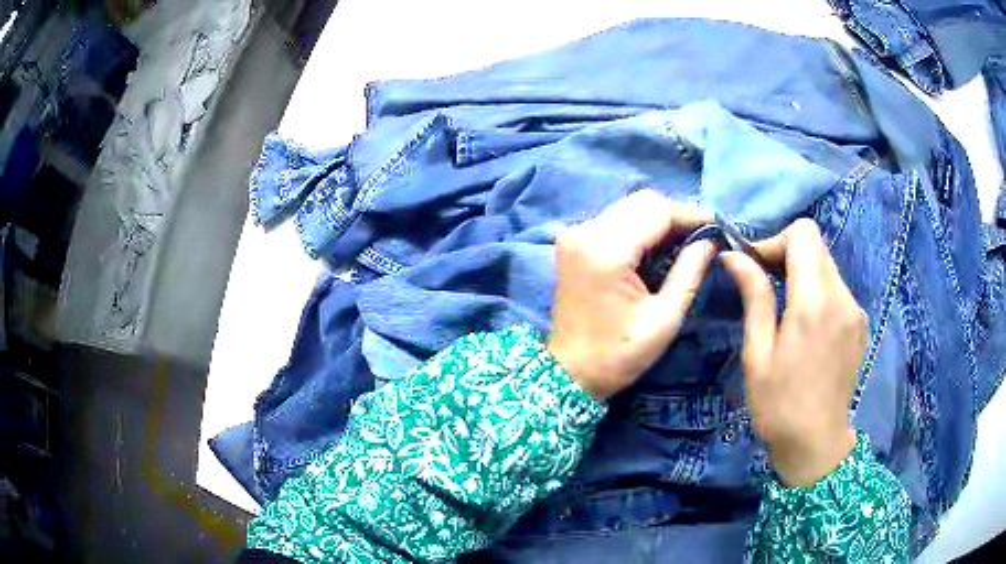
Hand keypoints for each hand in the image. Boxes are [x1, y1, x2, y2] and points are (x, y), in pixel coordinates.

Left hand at [548, 190, 716, 400]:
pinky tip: (660, 246)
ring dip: (660, 220)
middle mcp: (586, 231)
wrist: (570, 373)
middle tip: (704, 236)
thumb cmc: (619, 354)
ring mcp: (575, 235)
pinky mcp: (573, 243)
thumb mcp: (664, 317)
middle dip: (677, 215)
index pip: (657, 211)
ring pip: (629, 208)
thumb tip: (711, 241)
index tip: (718, 227)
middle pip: (641, 202)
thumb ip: (690, 271)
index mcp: (606, 249)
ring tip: (687, 241)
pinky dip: (641, 227)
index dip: (691, 215)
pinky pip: (615, 221)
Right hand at [721, 219, 865, 486]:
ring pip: (827, 265)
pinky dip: (818, 291)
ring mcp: (855, 310)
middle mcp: (842, 296)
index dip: (775, 241)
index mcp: (814, 301)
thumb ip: (754, 297)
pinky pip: (837, 288)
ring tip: (783, 307)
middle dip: (787, 253)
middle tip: (764, 284)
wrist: (817, 445)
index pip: (803, 234)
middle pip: (816, 245)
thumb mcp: (758, 353)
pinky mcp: (860, 324)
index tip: (755, 268)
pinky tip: (805, 324)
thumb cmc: (779, 405)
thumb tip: (734, 256)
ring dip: (803, 272)